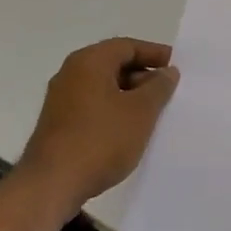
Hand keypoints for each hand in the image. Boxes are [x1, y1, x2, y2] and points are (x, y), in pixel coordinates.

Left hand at [16, 38, 178, 211]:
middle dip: (144, 76)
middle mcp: (71, 74)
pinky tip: (131, 130)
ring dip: (130, 95)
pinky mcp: (59, 123)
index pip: (127, 46)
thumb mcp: (141, 111)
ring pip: (104, 87)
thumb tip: (167, 72)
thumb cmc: (101, 140)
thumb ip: (158, 87)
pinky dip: (115, 110)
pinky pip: (94, 106)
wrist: (52, 184)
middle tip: (169, 92)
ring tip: (155, 113)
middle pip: (114, 64)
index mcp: (89, 62)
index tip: (177, 67)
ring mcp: (62, 100)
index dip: (155, 54)